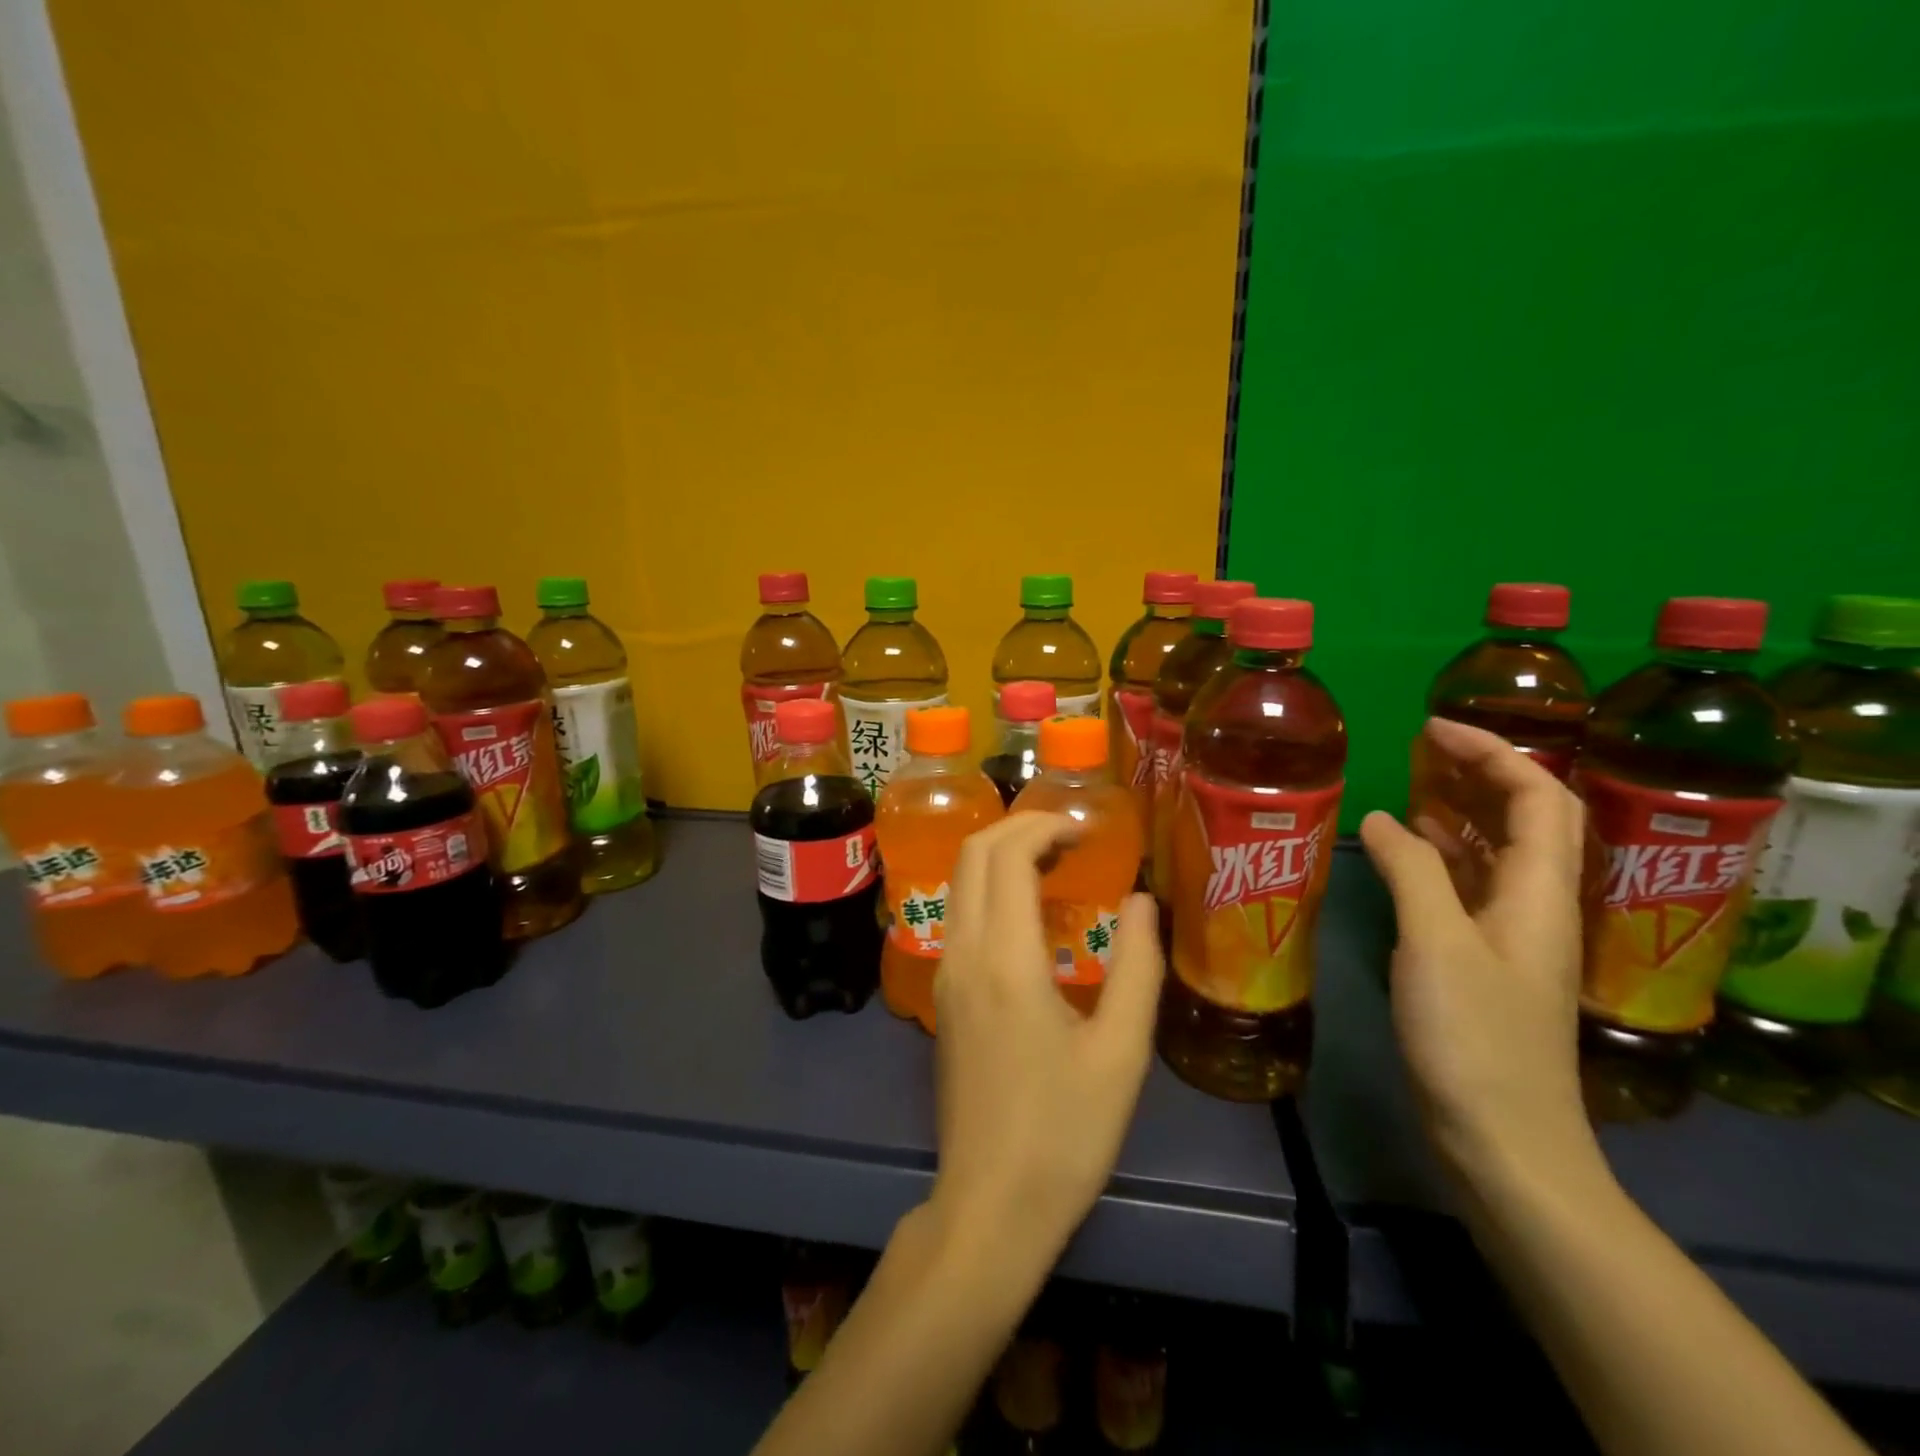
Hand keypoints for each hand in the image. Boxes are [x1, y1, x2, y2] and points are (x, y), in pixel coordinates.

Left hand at [930, 813, 1164, 1261]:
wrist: (991, 1205)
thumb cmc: (1065, 1133)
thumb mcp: (1121, 1053)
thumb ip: (1137, 966)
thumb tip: (1143, 901)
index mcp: (1005, 960)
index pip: (1005, 856)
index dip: (1042, 827)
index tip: (1086, 830)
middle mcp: (963, 953)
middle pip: (972, 855)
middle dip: (1017, 828)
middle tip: (1071, 838)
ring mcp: (945, 974)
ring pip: (960, 881)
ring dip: (1000, 856)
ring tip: (1056, 864)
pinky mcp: (943, 995)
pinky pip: (960, 914)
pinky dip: (990, 888)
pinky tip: (1030, 912)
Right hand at [1360, 718, 1599, 1197]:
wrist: (1503, 1137)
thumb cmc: (1473, 1036)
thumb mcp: (1436, 943)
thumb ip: (1411, 871)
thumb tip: (1381, 817)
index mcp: (1540, 892)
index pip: (1537, 796)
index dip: (1493, 752)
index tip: (1433, 728)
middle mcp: (1537, 905)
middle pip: (1528, 817)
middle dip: (1482, 772)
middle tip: (1422, 748)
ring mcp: (1513, 935)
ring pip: (1499, 851)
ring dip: (1463, 810)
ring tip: (1411, 785)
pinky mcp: (1486, 961)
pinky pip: (1472, 886)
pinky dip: (1444, 855)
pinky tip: (1408, 850)